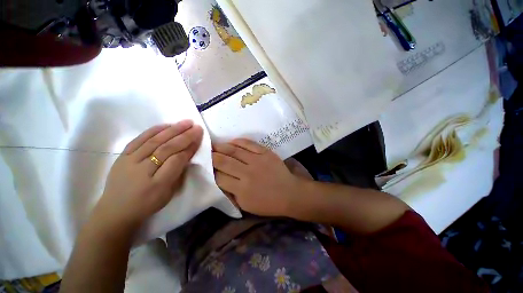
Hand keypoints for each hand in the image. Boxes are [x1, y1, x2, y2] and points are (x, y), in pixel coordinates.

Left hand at [92, 120, 202, 232]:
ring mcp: (130, 161)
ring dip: (172, 130)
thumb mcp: (168, 193)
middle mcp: (143, 171)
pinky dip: (154, 130)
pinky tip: (166, 125)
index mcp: (158, 184)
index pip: (177, 161)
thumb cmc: (147, 204)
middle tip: (196, 127)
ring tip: (186, 122)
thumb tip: (188, 155)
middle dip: (184, 136)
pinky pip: (139, 139)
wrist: (115, 210)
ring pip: (154, 141)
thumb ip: (178, 173)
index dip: (190, 148)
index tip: (199, 138)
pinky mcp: (122, 156)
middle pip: (167, 148)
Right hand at [212, 139, 302, 216]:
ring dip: (222, 146)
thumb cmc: (268, 203)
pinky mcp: (265, 153)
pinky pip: (249, 144)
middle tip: (207, 152)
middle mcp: (247, 173)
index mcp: (241, 190)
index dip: (211, 171)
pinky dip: (238, 141)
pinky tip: (232, 141)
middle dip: (212, 156)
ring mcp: (257, 161)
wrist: (289, 193)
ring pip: (234, 150)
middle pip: (223, 161)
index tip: (207, 166)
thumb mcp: (246, 205)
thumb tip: (219, 180)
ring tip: (215, 145)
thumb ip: (231, 193)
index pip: (219, 177)